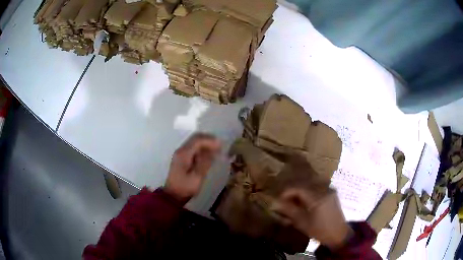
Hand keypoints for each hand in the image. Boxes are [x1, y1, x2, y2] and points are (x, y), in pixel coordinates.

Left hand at [164, 133, 220, 204]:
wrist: (173, 196)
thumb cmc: (185, 187)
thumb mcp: (197, 177)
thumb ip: (205, 162)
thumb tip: (213, 151)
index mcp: (184, 154)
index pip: (198, 140)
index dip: (210, 141)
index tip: (221, 145)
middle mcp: (181, 150)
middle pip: (195, 138)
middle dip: (208, 140)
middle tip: (220, 145)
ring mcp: (180, 154)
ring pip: (194, 142)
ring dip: (205, 143)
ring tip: (216, 149)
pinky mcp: (181, 158)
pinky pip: (193, 148)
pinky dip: (201, 148)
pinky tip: (208, 154)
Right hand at [271, 188, 352, 249]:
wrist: (338, 234)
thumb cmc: (319, 230)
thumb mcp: (302, 222)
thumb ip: (289, 211)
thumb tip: (275, 203)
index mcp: (317, 197)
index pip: (298, 189)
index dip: (286, 192)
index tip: (278, 199)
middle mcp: (324, 190)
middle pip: (304, 185)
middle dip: (293, 192)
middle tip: (285, 201)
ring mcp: (329, 190)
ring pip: (311, 186)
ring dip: (300, 192)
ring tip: (294, 202)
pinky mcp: (332, 193)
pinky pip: (317, 189)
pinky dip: (308, 193)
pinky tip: (305, 202)